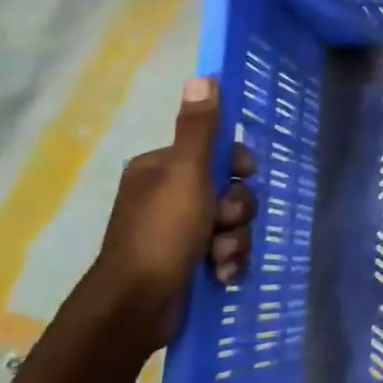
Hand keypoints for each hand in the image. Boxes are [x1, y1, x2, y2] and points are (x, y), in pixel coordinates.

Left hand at [91, 77, 256, 353]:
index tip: (245, 174)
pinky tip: (219, 274)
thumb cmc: (163, 232)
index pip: (216, 152)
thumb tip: (204, 77)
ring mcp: (178, 231)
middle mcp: (169, 196)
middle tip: (224, 224)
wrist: (137, 305)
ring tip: (219, 258)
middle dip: (236, 211)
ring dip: (234, 241)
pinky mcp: (188, 262)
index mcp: (162, 169)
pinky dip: (227, 261)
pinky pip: (226, 250)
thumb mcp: (186, 173)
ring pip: (232, 223)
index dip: (237, 165)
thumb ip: (200, 129)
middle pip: (230, 189)